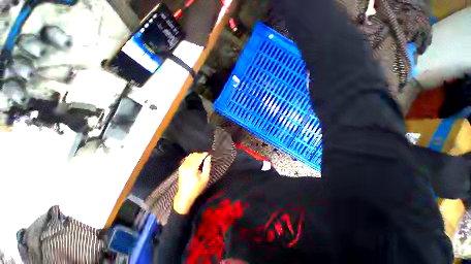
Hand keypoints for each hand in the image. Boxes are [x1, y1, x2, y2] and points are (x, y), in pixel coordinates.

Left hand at [174, 152, 211, 214]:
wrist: (184, 196)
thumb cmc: (196, 188)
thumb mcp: (205, 178)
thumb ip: (207, 166)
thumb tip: (208, 157)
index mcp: (192, 168)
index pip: (199, 156)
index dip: (204, 154)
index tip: (209, 154)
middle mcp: (186, 165)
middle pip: (194, 155)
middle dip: (200, 154)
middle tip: (206, 157)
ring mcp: (182, 166)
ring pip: (190, 156)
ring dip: (196, 156)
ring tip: (201, 159)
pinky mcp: (181, 168)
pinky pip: (186, 159)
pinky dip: (191, 158)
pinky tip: (195, 162)